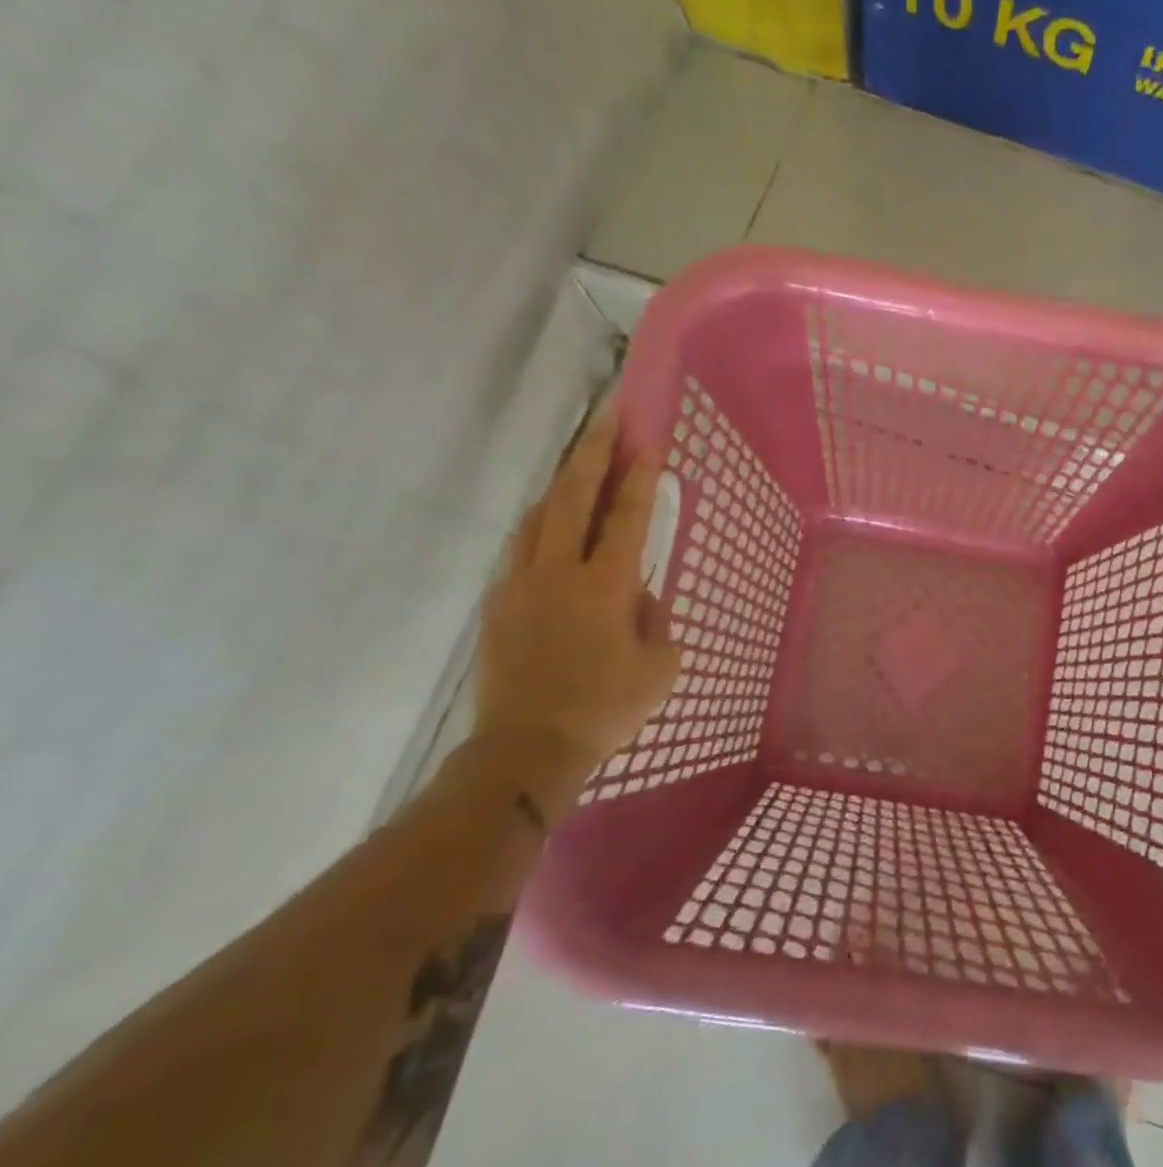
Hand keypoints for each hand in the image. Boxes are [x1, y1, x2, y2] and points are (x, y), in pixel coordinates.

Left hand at [469, 409, 681, 803]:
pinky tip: (552, 527)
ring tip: (579, 463)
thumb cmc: (606, 708)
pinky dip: (542, 525)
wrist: (526, 749)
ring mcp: (521, 584)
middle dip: (593, 452)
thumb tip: (637, 596)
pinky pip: (522, 548)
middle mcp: (560, 572)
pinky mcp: (498, 603)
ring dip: (561, 483)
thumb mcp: (660, 666)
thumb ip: (655, 619)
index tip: (649, 439)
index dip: (641, 476)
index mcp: (606, 586)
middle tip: (608, 417)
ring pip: (539, 516)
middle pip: (573, 497)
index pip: (627, 516)